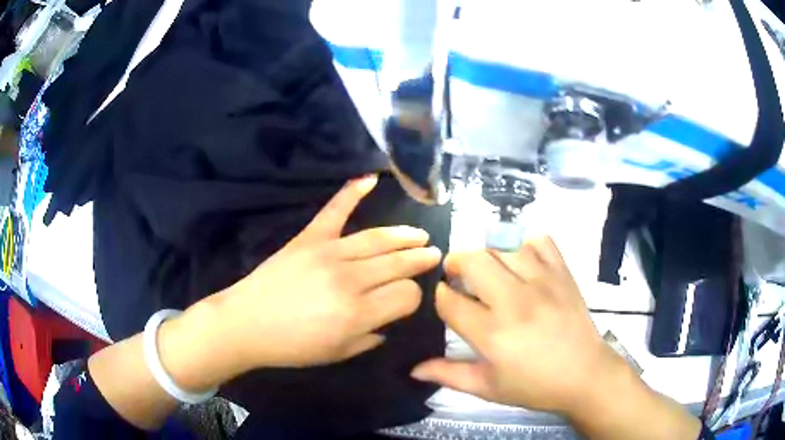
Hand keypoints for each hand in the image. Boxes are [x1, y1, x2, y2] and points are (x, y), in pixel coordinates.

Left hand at [209, 175, 441, 368]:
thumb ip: (370, 337)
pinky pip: (334, 210)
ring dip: (404, 235)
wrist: (246, 323)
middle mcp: (350, 280)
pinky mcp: (309, 238)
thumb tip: (386, 321)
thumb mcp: (337, 354)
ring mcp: (329, 253)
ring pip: (377, 238)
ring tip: (420, 235)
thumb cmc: (291, 346)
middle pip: (397, 263)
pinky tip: (371, 179)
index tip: (408, 299)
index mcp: (359, 314)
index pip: (406, 296)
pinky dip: (352, 192)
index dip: (413, 297)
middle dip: (420, 259)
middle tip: (434, 253)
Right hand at [411, 236, 621, 415]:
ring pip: (502, 247)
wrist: (585, 375)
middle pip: (472, 261)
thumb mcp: (488, 388)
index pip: (450, 301)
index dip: (441, 296)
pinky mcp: (562, 273)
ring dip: (488, 254)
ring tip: (489, 269)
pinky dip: (525, 244)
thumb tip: (414, 369)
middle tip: (458, 276)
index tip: (445, 298)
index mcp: (492, 334)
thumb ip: (449, 375)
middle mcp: (515, 301)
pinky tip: (522, 261)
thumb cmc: (534, 386)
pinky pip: (540, 240)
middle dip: (456, 264)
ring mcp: (542, 282)